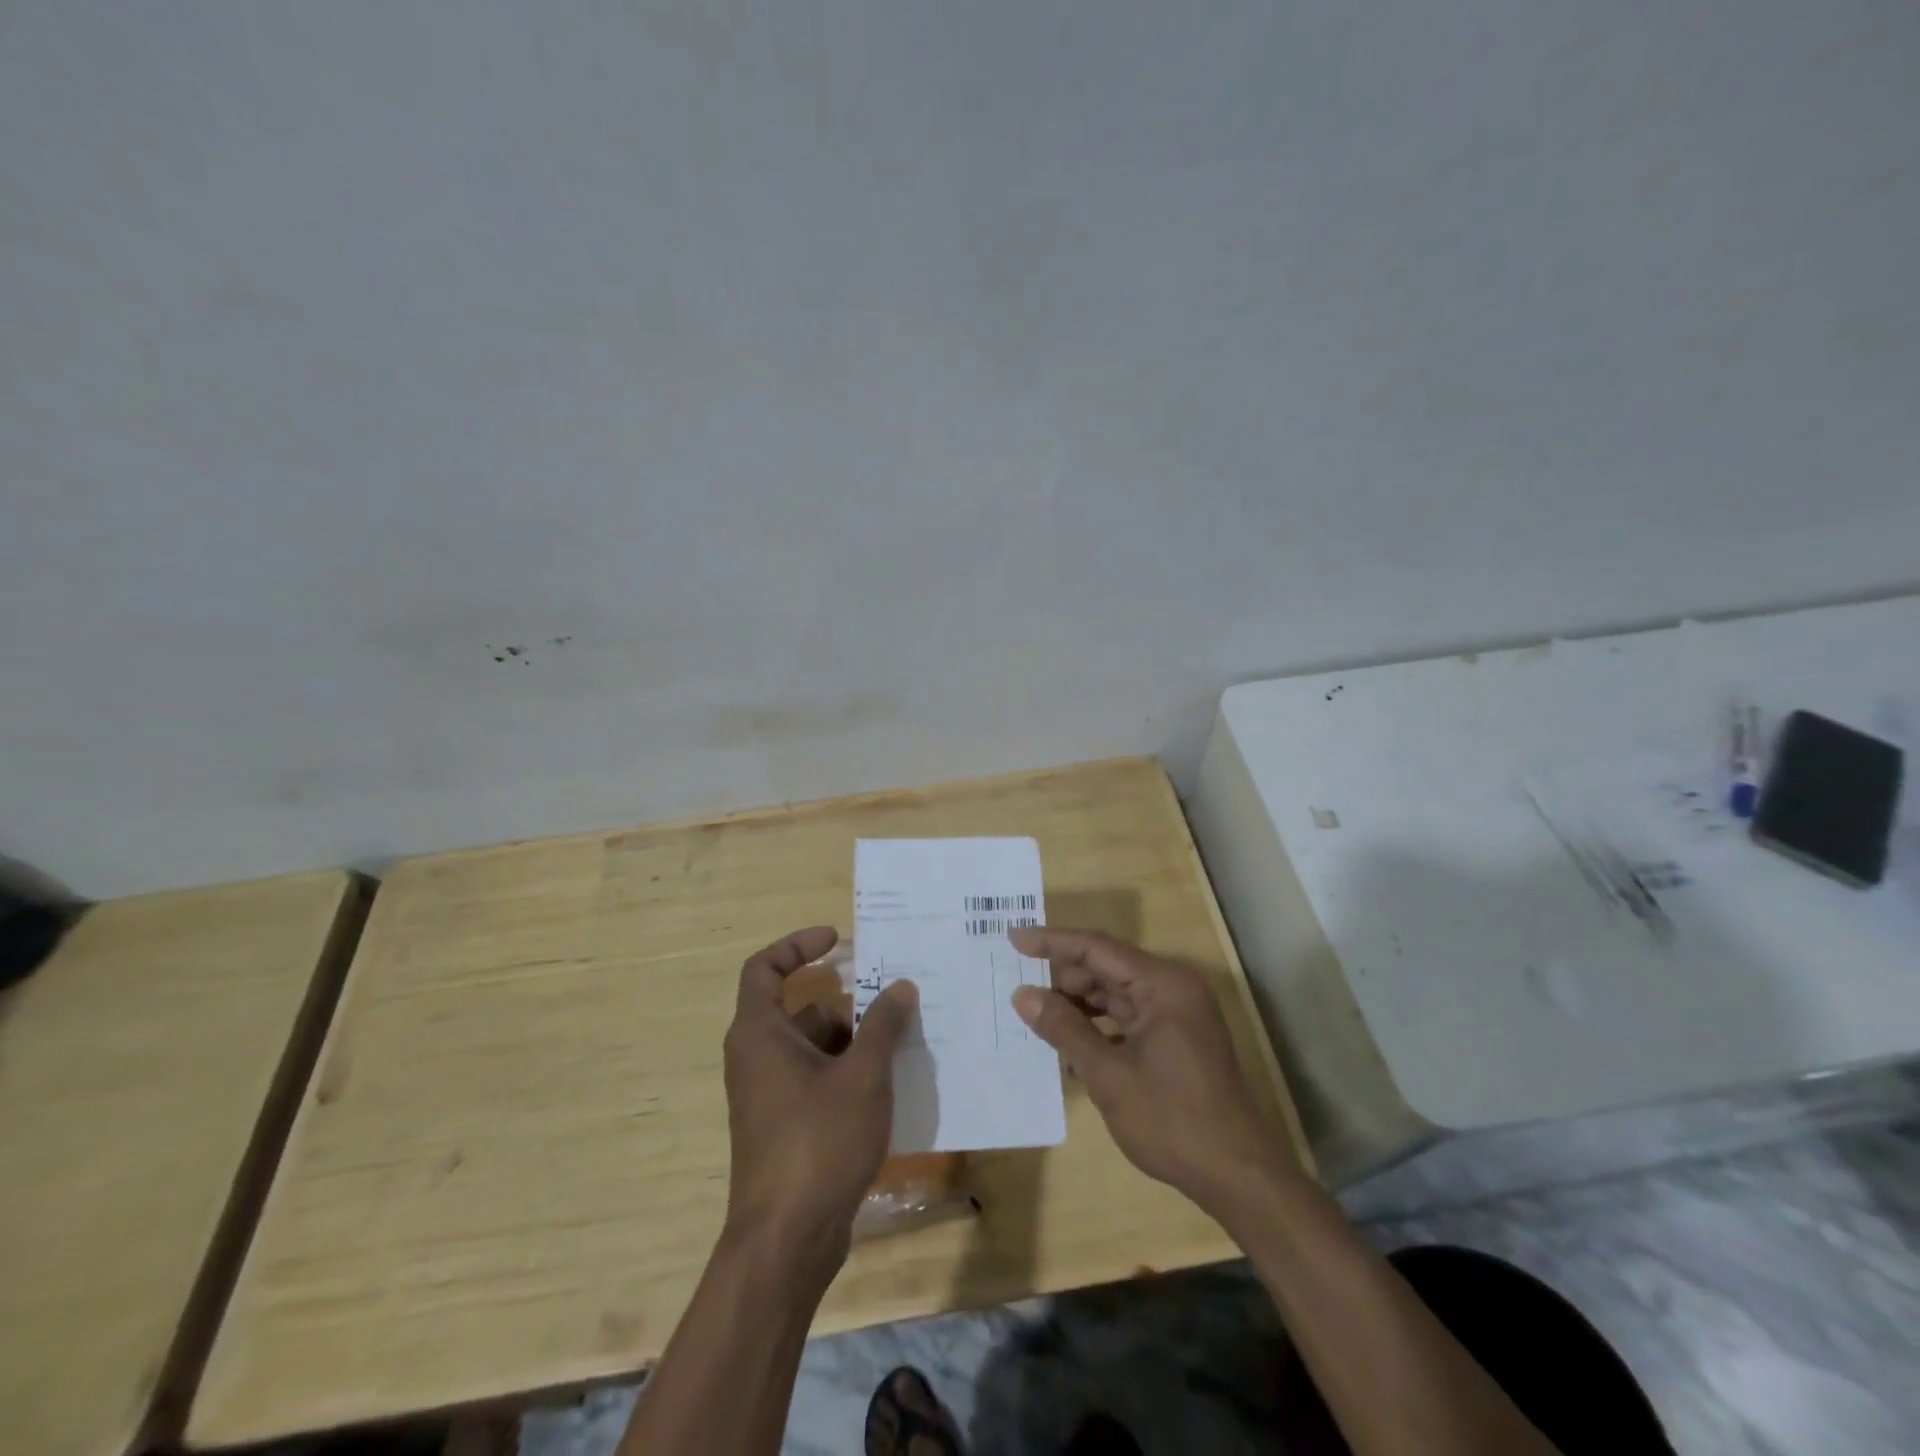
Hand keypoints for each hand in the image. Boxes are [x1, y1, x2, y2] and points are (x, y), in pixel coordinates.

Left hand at [721, 927, 917, 1282]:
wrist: (787, 1240)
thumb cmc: (818, 1141)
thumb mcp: (862, 1075)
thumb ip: (882, 1025)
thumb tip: (900, 986)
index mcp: (760, 1033)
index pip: (764, 968)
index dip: (797, 946)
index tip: (837, 940)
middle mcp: (758, 1057)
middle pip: (802, 1009)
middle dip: (849, 1005)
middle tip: (895, 1003)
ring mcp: (770, 1095)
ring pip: (816, 1047)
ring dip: (855, 1042)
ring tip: (904, 1044)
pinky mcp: (786, 1126)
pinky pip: (818, 1080)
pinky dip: (849, 1074)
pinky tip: (890, 1086)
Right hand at [1010, 927, 1287, 1213]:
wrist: (1237, 1176)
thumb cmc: (1171, 1120)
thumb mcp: (1108, 1074)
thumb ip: (1064, 1028)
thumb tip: (1023, 995)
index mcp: (1163, 984)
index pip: (1097, 948)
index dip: (1052, 942)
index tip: (1013, 938)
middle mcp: (1173, 987)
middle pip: (1107, 967)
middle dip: (1063, 976)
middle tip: (1019, 984)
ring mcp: (1179, 1013)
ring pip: (1116, 993)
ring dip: (1079, 1003)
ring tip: (1037, 1013)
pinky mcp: (1178, 1037)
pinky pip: (1129, 1016)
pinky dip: (1100, 1024)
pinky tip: (1070, 1042)